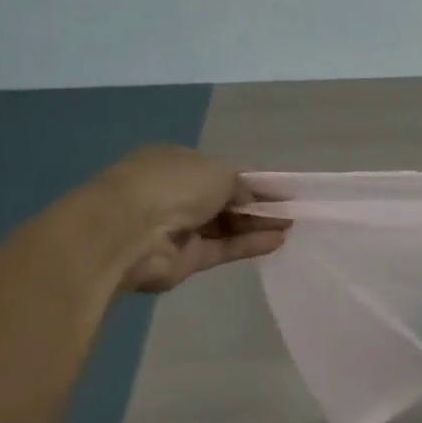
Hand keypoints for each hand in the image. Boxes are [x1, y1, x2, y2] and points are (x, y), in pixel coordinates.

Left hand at [89, 146, 288, 292]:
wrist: (128, 233)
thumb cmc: (172, 186)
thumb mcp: (217, 171)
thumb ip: (242, 184)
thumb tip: (253, 198)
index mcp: (176, 163)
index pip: (221, 172)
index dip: (252, 181)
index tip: (282, 191)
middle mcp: (177, 194)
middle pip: (226, 201)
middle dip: (259, 205)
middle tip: (293, 211)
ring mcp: (180, 228)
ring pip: (227, 226)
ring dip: (258, 225)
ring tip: (292, 227)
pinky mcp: (187, 259)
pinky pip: (225, 249)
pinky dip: (250, 244)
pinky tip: (278, 241)